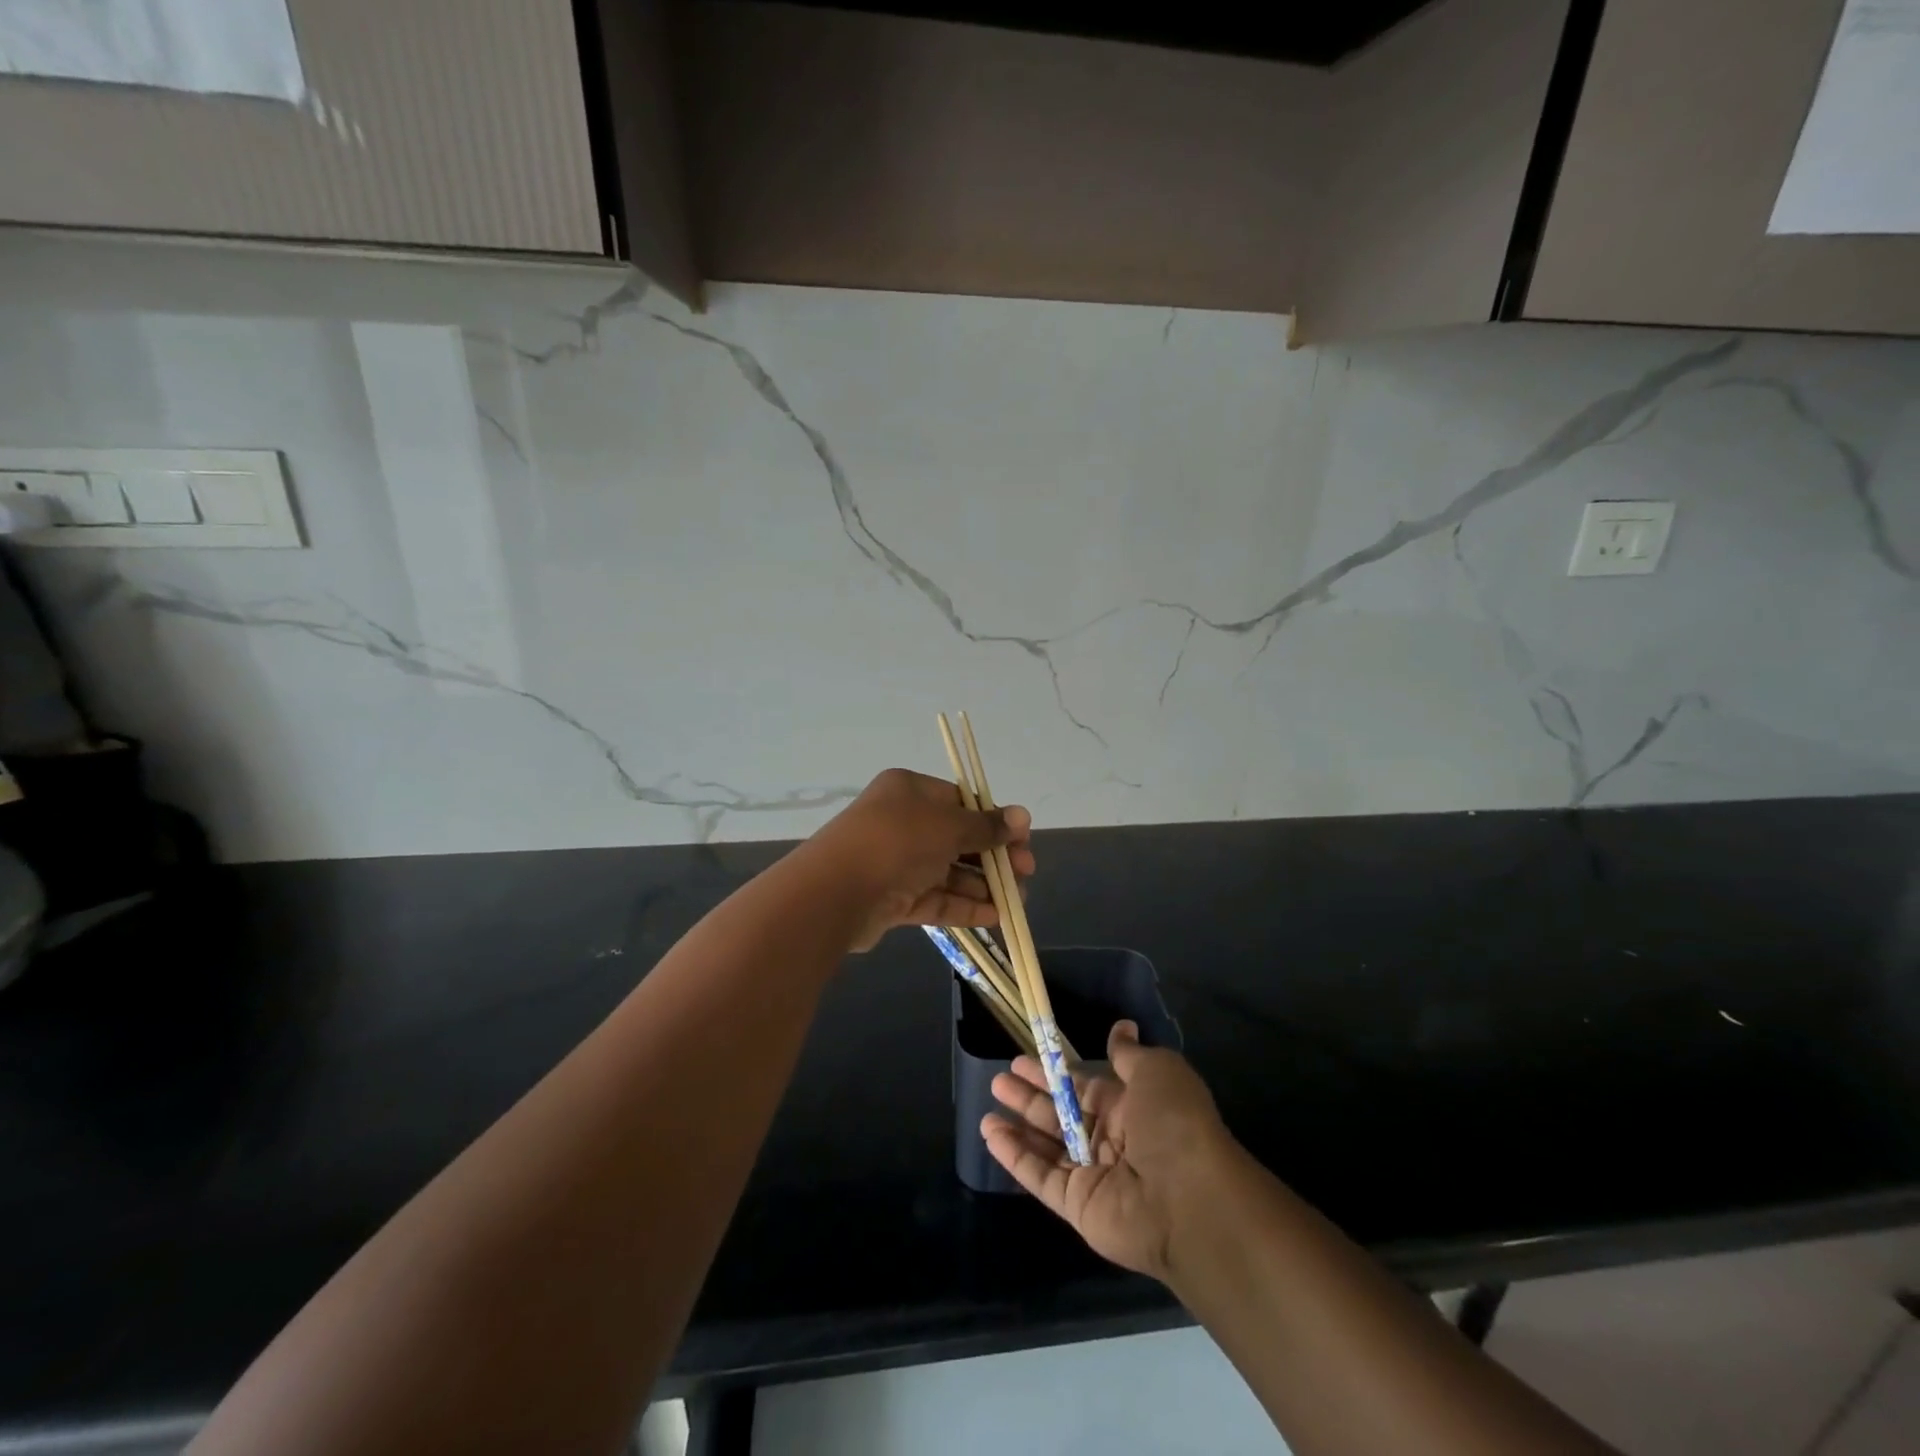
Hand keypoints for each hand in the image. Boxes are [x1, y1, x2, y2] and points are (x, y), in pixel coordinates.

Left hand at [804, 768, 1033, 951]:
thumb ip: (986, 825)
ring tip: (1017, 902)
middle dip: (994, 856)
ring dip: (983, 885)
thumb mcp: (948, 825)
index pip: (960, 801)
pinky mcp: (892, 898)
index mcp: (909, 791)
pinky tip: (996, 917)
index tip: (1022, 839)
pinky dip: (964, 906)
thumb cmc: (896, 842)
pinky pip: (935, 898)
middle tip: (1026, 873)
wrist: (835, 892)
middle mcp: (901, 822)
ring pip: (948, 871)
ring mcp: (895, 862)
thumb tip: (1022, 816)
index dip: (994, 819)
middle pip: (957, 838)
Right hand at [983, 1021, 1230, 1280]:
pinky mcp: (1077, 1205)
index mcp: (1132, 1108)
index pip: (1084, 1086)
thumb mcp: (1157, 1071)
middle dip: (1030, 1097)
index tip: (1023, 1059)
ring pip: (1047, 1146)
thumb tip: (1121, 1027)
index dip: (1055, 1073)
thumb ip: (1128, 1054)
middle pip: (1062, 1114)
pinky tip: (990, 1135)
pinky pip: (1040, 1176)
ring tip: (987, 1109)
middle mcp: (1111, 1140)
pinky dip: (1015, 1157)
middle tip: (998, 1080)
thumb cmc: (1174, 1124)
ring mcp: (1093, 1175)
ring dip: (1018, 1126)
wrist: (1189, 1200)